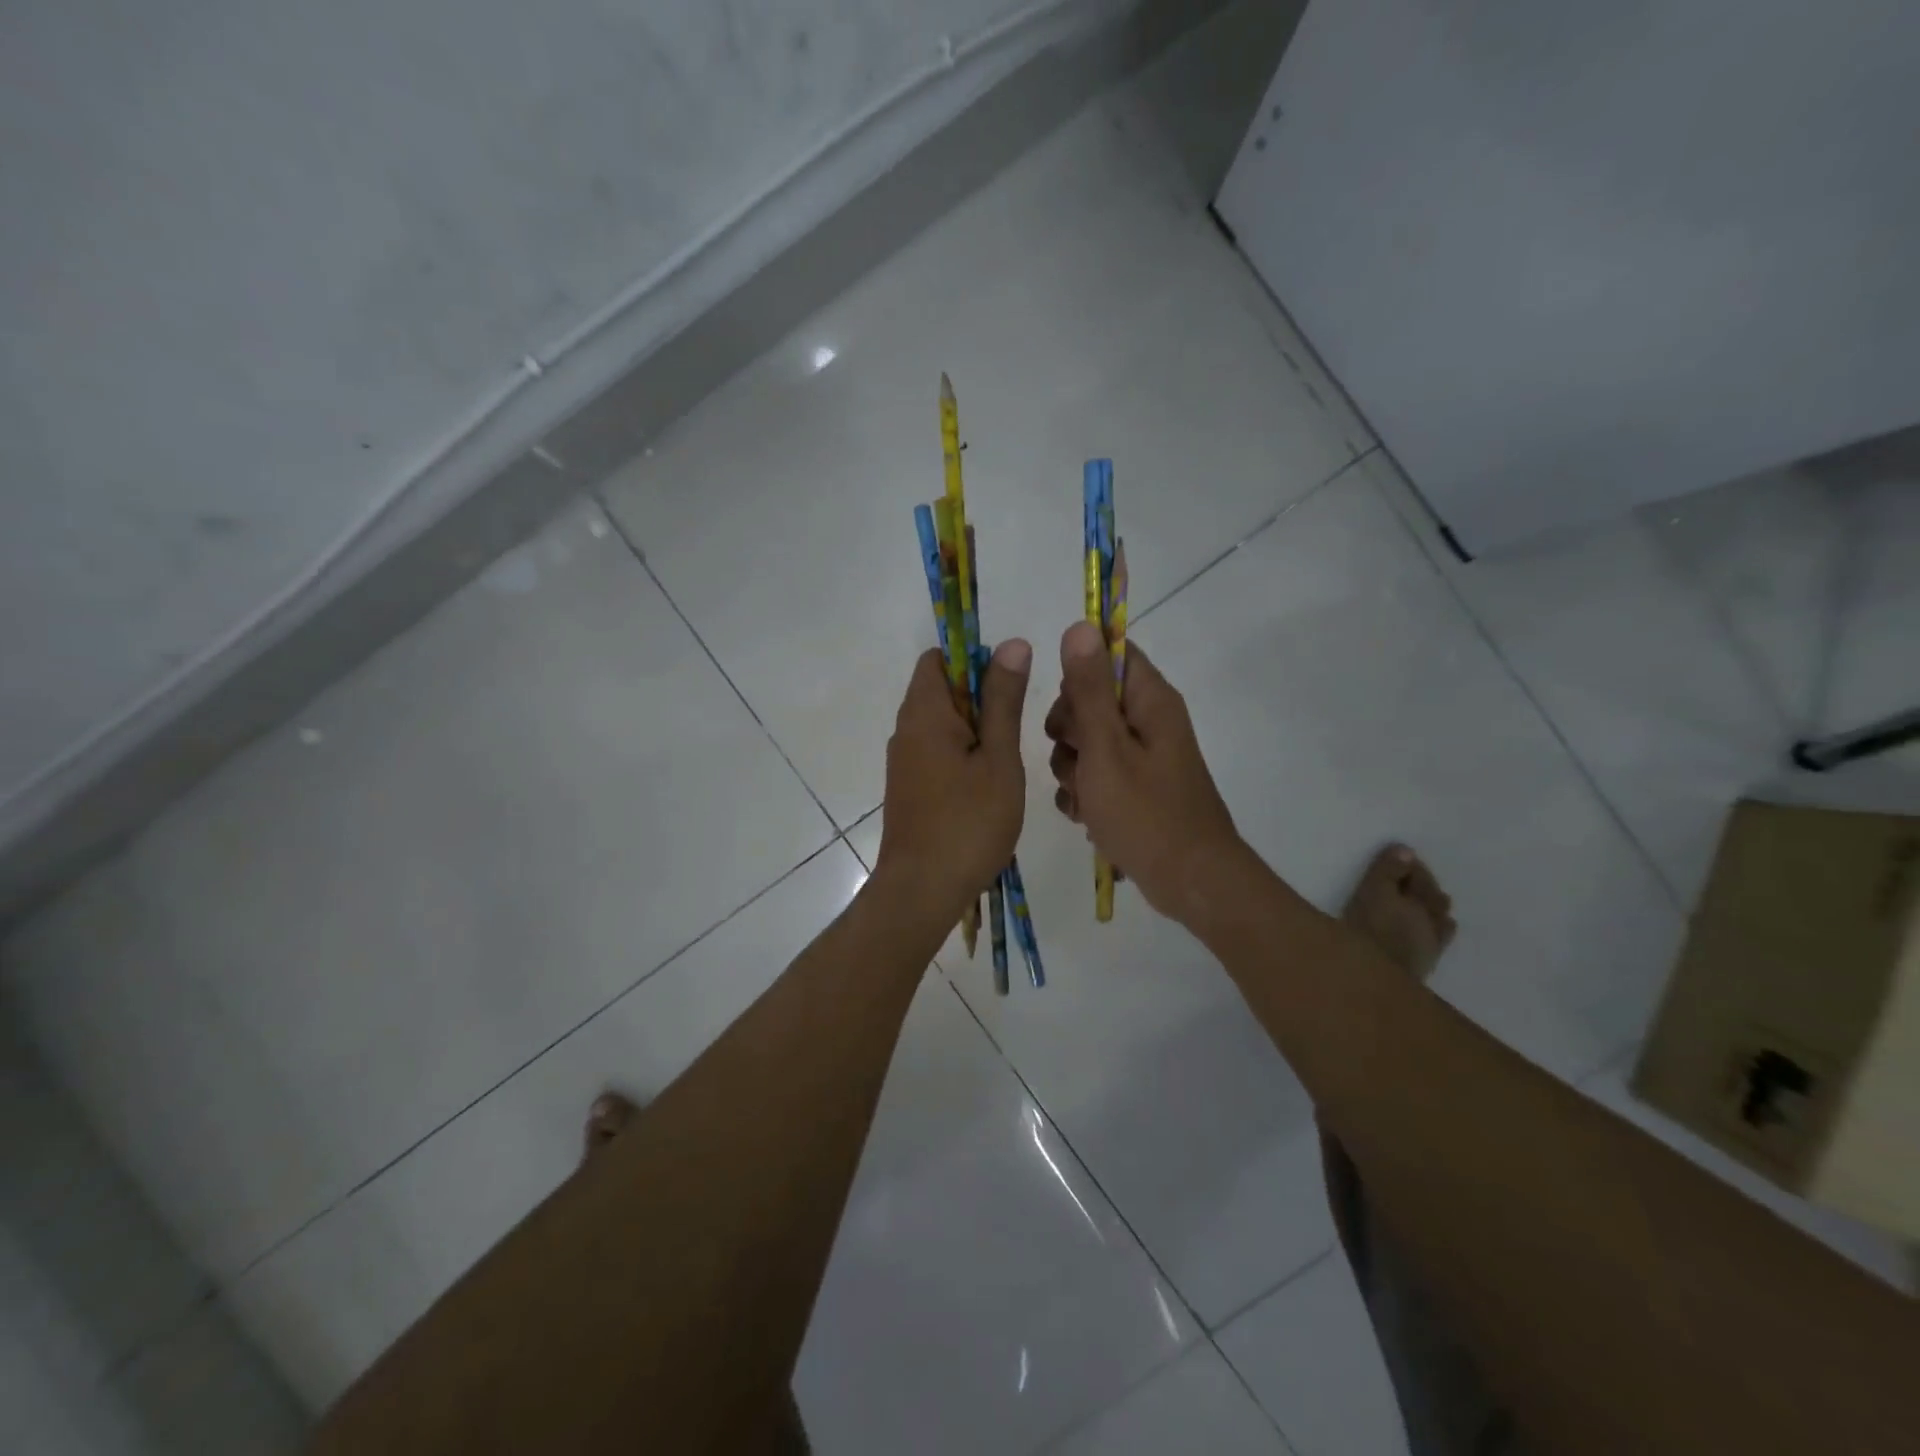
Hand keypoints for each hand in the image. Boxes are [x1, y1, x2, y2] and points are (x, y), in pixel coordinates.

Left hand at [874, 640, 1031, 923]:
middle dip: (981, 698)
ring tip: (1007, 760)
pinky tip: (988, 784)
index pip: (939, 658)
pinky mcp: (909, 786)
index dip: (974, 660)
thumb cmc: (968, 822)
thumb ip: (1004, 700)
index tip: (1008, 686)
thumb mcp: (998, 758)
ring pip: (943, 724)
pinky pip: (937, 751)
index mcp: (924, 713)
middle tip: (1015, 730)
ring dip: (976, 730)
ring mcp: (904, 760)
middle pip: (942, 690)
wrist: (922, 890)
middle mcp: (906, 729)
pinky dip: (963, 754)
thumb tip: (1012, 643)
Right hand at [1044, 622, 1243, 922]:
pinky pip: (1096, 775)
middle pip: (1090, 699)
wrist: (1189, 882)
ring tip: (1084, 798)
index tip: (1069, 709)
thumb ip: (1089, 689)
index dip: (1079, 673)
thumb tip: (1080, 625)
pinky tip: (1085, 816)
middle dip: (1068, 731)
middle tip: (1077, 759)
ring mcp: (1142, 757)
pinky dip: (1084, 793)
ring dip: (1072, 768)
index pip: (1111, 653)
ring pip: (1086, 742)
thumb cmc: (1145, 813)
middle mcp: (1149, 721)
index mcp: (1150, 701)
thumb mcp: (1106, 748)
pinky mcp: (1135, 787)